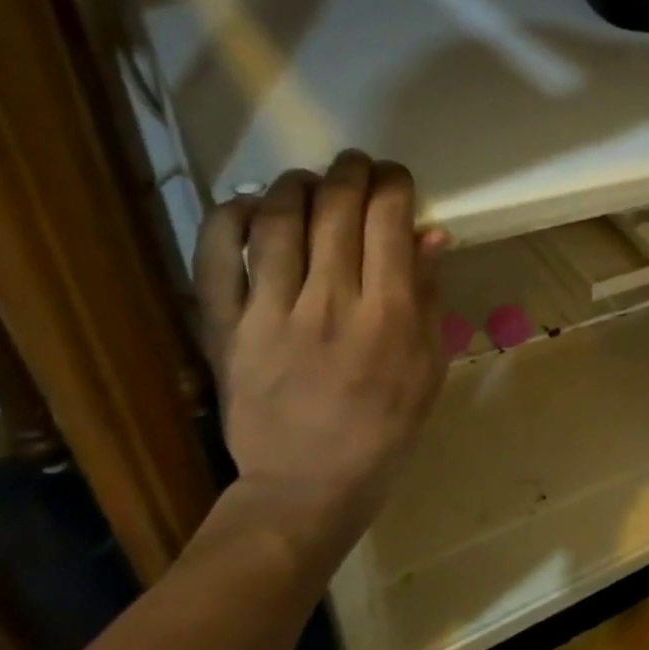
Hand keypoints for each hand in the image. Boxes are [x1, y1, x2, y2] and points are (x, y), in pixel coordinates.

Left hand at [193, 152, 449, 547]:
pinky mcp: (224, 327)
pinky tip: (251, 206)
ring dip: (297, 184)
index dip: (395, 185)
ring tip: (311, 181)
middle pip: (336, 208)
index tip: (398, 179)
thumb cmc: (386, 427)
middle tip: (359, 166)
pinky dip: (230, 218)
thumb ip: (428, 296)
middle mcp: (330, 302)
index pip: (390, 221)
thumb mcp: (428, 366)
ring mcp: (270, 312)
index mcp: (388, 314)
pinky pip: (217, 257)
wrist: (309, 483)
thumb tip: (431, 235)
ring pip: (278, 220)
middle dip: (351, 172)